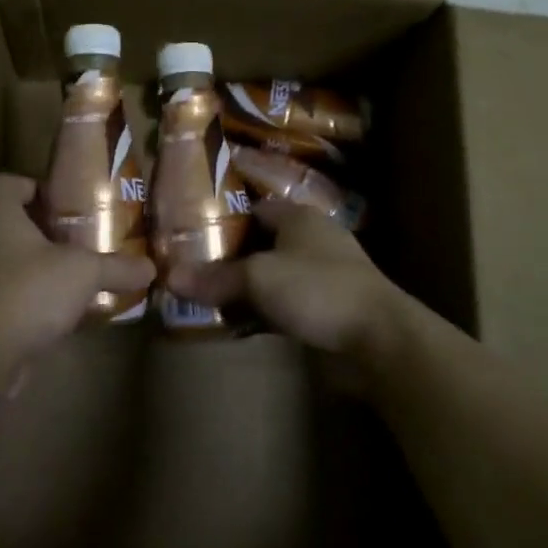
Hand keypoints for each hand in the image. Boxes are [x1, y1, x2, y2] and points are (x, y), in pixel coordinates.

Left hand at [0, 174, 155, 352]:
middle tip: (81, 236)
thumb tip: (150, 267)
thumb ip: (117, 266)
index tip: (64, 201)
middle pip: (11, 221)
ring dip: (41, 264)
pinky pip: (10, 292)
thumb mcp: (84, 272)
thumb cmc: (30, 291)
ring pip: (11, 259)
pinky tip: (63, 308)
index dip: (33, 185)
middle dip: (45, 227)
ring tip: (77, 272)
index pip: (6, 183)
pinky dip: (33, 295)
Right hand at [166, 196, 399, 358]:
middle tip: (190, 269)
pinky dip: (262, 312)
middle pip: (260, 243)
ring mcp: (322, 276)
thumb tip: (168, 277)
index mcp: (299, 217)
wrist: (379, 340)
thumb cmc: (317, 289)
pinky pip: (283, 305)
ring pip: (271, 276)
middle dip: (229, 257)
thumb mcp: (258, 278)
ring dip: (245, 288)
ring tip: (205, 298)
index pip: (253, 208)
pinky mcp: (326, 310)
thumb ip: (215, 278)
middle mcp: (311, 240)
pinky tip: (237, 324)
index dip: (222, 218)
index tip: (189, 235)